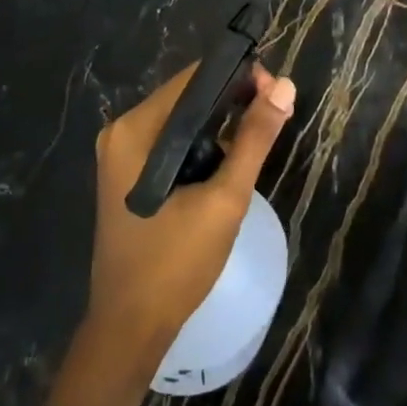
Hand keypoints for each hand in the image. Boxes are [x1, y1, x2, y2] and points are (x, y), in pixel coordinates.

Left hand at [83, 62, 295, 380]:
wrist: (130, 328)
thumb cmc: (176, 262)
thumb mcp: (225, 198)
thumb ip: (255, 138)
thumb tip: (285, 85)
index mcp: (135, 130)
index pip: (194, 79)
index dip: (238, 76)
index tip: (275, 91)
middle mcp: (121, 132)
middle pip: (186, 97)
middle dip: (232, 100)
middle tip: (274, 114)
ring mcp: (121, 155)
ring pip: (181, 121)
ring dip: (219, 124)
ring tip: (259, 135)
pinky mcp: (127, 175)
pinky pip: (170, 143)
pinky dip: (201, 144)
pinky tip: (228, 159)